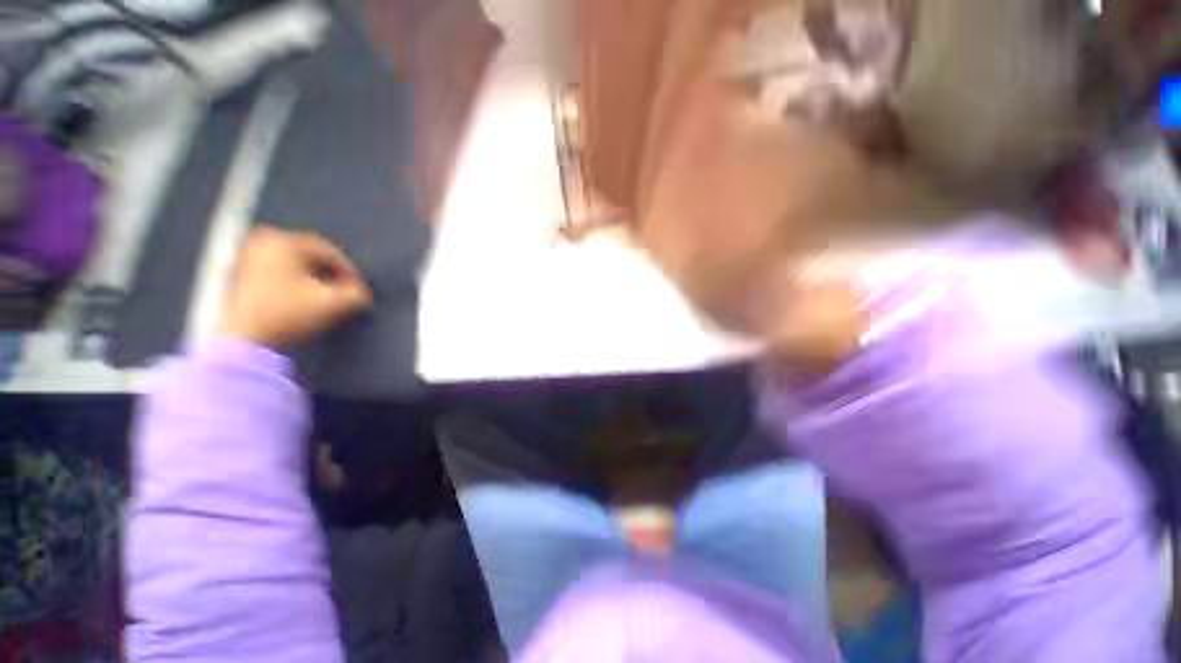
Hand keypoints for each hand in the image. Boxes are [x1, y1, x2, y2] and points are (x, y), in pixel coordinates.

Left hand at [218, 227, 371, 348]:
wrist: (243, 340)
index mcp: (283, 241)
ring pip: (296, 264)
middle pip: (312, 256)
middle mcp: (263, 241)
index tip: (360, 290)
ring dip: (315, 278)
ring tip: (327, 297)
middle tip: (345, 292)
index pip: (330, 252)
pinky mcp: (241, 272)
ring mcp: (248, 255)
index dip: (350, 272)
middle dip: (332, 274)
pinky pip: (280, 271)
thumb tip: (362, 292)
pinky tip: (304, 299)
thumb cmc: (287, 315)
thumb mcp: (333, 304)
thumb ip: (357, 294)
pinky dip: (297, 282)